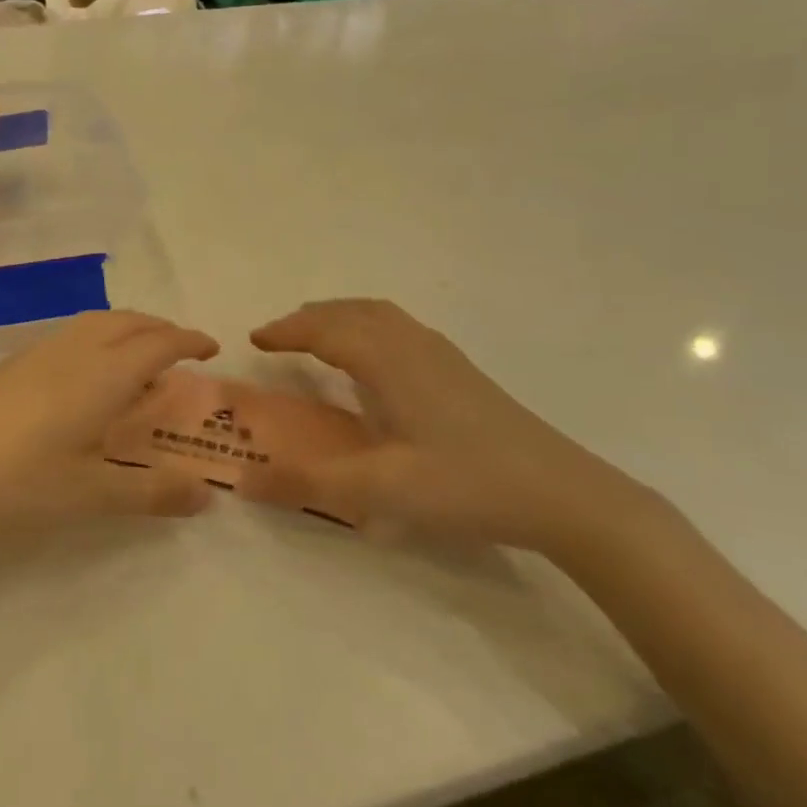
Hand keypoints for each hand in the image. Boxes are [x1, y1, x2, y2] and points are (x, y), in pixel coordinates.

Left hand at [0, 311, 220, 543]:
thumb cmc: (18, 483)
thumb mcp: (91, 494)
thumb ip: (151, 492)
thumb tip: (205, 495)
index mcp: (102, 374)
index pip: (158, 343)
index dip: (188, 340)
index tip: (211, 347)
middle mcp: (73, 351)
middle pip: (126, 321)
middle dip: (159, 328)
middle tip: (178, 351)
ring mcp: (35, 353)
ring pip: (94, 324)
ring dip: (125, 330)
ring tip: (135, 361)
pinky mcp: (8, 366)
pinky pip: (68, 336)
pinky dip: (96, 341)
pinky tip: (83, 378)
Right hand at [238, 299, 666, 558]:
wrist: (564, 495)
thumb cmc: (467, 484)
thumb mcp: (379, 491)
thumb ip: (306, 483)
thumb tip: (242, 481)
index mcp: (389, 362)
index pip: (325, 329)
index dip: (287, 331)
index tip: (254, 339)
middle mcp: (413, 346)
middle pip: (352, 312)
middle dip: (309, 318)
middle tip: (278, 337)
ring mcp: (443, 356)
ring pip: (380, 316)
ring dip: (340, 318)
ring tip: (318, 338)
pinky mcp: (461, 373)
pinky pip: (400, 329)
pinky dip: (368, 328)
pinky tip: (375, 362)